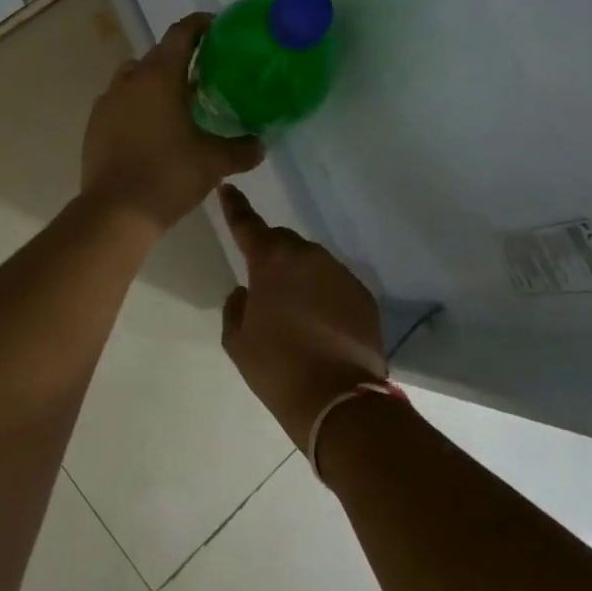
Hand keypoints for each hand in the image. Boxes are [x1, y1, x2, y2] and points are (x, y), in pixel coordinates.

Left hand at [81, 13, 263, 232]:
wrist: (115, 212)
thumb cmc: (168, 175)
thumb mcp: (214, 163)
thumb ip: (242, 150)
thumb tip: (261, 144)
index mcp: (160, 76)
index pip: (181, 34)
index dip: (200, 24)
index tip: (217, 27)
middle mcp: (130, 80)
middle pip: (158, 54)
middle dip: (181, 56)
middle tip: (205, 72)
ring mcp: (107, 101)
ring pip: (135, 76)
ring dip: (155, 80)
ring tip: (176, 100)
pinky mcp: (95, 124)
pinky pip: (119, 101)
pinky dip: (136, 104)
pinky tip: (150, 128)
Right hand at [218, 185, 387, 450]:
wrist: (339, 402)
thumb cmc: (278, 369)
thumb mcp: (238, 342)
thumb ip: (235, 307)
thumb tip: (245, 291)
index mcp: (271, 261)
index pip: (247, 223)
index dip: (235, 206)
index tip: (228, 188)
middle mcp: (307, 255)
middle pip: (283, 241)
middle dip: (271, 254)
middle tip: (265, 283)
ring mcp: (339, 273)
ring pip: (311, 262)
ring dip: (300, 275)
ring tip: (295, 310)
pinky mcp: (363, 294)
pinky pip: (334, 283)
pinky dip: (324, 294)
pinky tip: (321, 323)